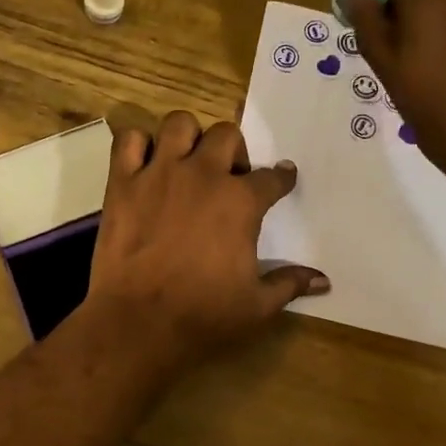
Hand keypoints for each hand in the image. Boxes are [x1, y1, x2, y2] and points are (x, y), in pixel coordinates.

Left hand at [84, 112, 328, 371]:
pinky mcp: (122, 182)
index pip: (272, 177)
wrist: (139, 321)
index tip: (282, 178)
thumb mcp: (257, 305)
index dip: (281, 178)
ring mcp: (159, 174)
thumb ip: (290, 284)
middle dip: (234, 151)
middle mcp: (203, 175)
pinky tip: (144, 164)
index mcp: (241, 201)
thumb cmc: (203, 314)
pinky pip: (129, 140)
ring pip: (179, 124)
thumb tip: (323, 281)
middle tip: (228, 177)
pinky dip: (137, 144)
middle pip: (227, 135)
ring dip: (188, 138)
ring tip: (187, 162)